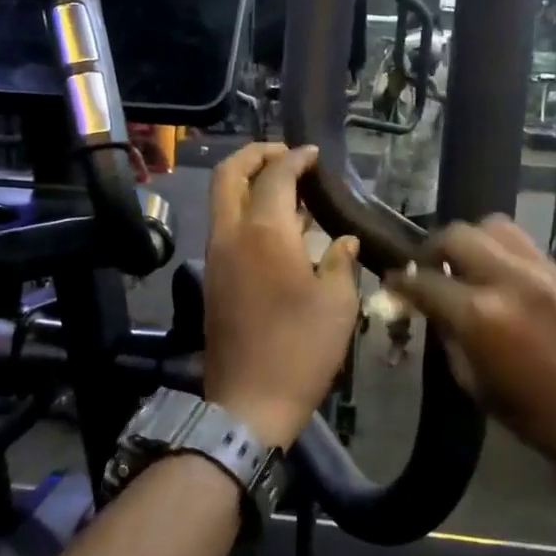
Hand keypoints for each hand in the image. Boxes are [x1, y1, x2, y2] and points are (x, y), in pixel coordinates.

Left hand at [204, 143, 359, 448]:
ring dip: (248, 183)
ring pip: (222, 200)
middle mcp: (231, 234)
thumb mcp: (338, 304)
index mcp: (264, 232)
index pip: (276, 175)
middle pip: (229, 174)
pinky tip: (277, 229)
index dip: (296, 158)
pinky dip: (245, 211)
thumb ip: (340, 261)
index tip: (314, 154)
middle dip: (255, 155)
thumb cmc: (301, 350)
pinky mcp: (213, 278)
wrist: (249, 401)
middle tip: (285, 155)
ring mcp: (215, 256)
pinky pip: (225, 227)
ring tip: (286, 189)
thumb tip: (342, 239)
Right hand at [386, 216, 555, 492]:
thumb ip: (449, 336)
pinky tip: (511, 285)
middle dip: (434, 248)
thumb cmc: (533, 415)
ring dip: (474, 242)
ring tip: (471, 265)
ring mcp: (547, 271)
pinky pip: (530, 250)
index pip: (426, 281)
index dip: (402, 281)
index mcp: (480, 314)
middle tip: (430, 267)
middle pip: (459, 235)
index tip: (394, 282)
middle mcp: (511, 279)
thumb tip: (433, 308)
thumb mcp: (473, 382)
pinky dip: (509, 259)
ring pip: (497, 227)